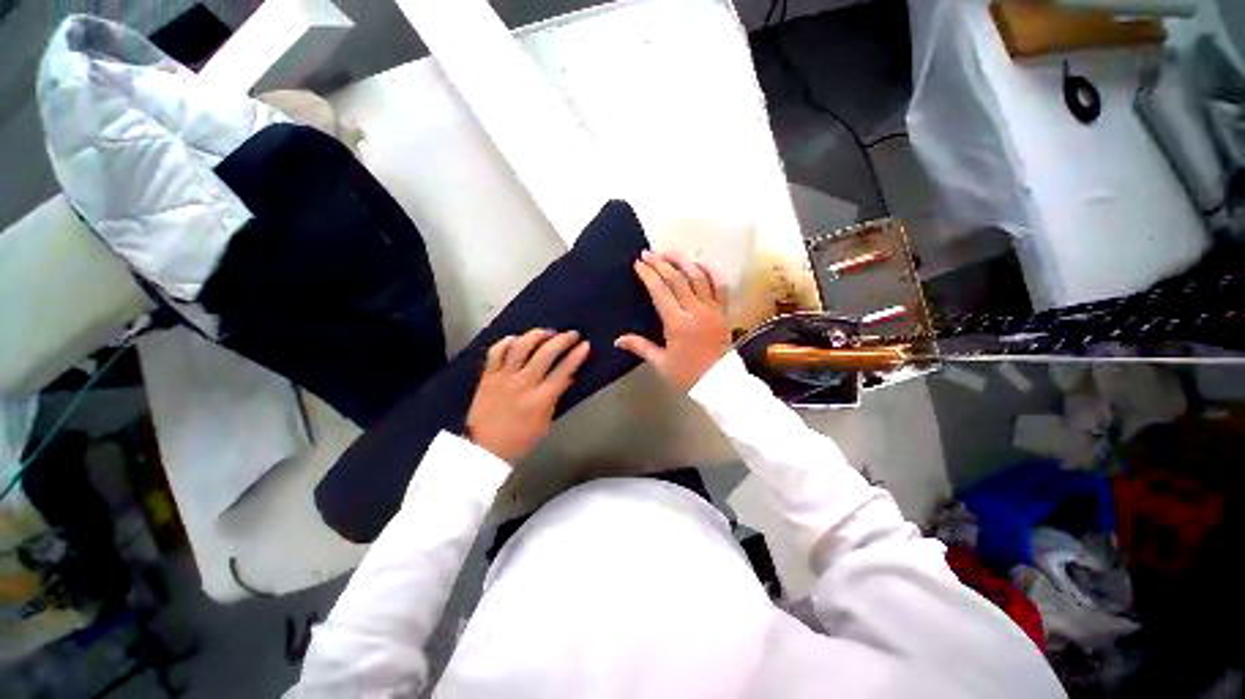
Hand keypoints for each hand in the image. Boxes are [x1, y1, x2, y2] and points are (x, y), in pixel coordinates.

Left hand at [467, 329, 590, 462]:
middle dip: (562, 340)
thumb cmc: (520, 439)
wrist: (484, 448)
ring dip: (536, 335)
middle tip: (571, 334)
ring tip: (547, 332)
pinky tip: (517, 338)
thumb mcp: (545, 422)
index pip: (563, 371)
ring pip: (521, 347)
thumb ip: (555, 398)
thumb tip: (567, 377)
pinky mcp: (488, 376)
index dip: (576, 356)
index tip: (585, 345)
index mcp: (540, 400)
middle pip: (545, 354)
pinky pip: (496, 351)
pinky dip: (507, 341)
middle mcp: (522, 384)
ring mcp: (503, 378)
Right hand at [616, 251, 730, 391]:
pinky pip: (720, 286)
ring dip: (683, 261)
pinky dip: (710, 272)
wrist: (719, 383)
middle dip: (661, 263)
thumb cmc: (687, 374)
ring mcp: (712, 309)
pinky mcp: (723, 311)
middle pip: (677, 279)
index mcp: (677, 324)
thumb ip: (640, 347)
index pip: (660, 291)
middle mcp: (695, 311)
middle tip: (649, 253)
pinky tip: (700, 263)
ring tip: (670, 251)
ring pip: (698, 277)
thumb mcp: (660, 363)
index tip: (638, 263)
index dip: (648, 275)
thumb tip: (617, 340)